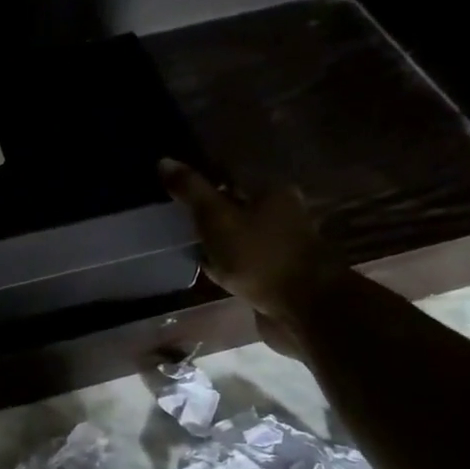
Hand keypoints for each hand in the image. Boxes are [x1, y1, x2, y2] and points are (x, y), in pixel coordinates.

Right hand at [158, 158, 342, 352]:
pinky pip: (245, 260)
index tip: (174, 192)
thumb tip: (163, 160)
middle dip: (209, 212)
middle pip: (236, 205)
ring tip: (188, 246)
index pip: (228, 175)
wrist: (306, 307)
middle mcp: (282, 211)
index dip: (200, 181)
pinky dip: (228, 262)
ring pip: (240, 234)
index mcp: (271, 190)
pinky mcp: (280, 272)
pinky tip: (210, 270)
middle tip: (177, 221)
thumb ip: (191, 190)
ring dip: (218, 240)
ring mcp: (283, 243)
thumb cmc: (259, 256)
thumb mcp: (217, 219)